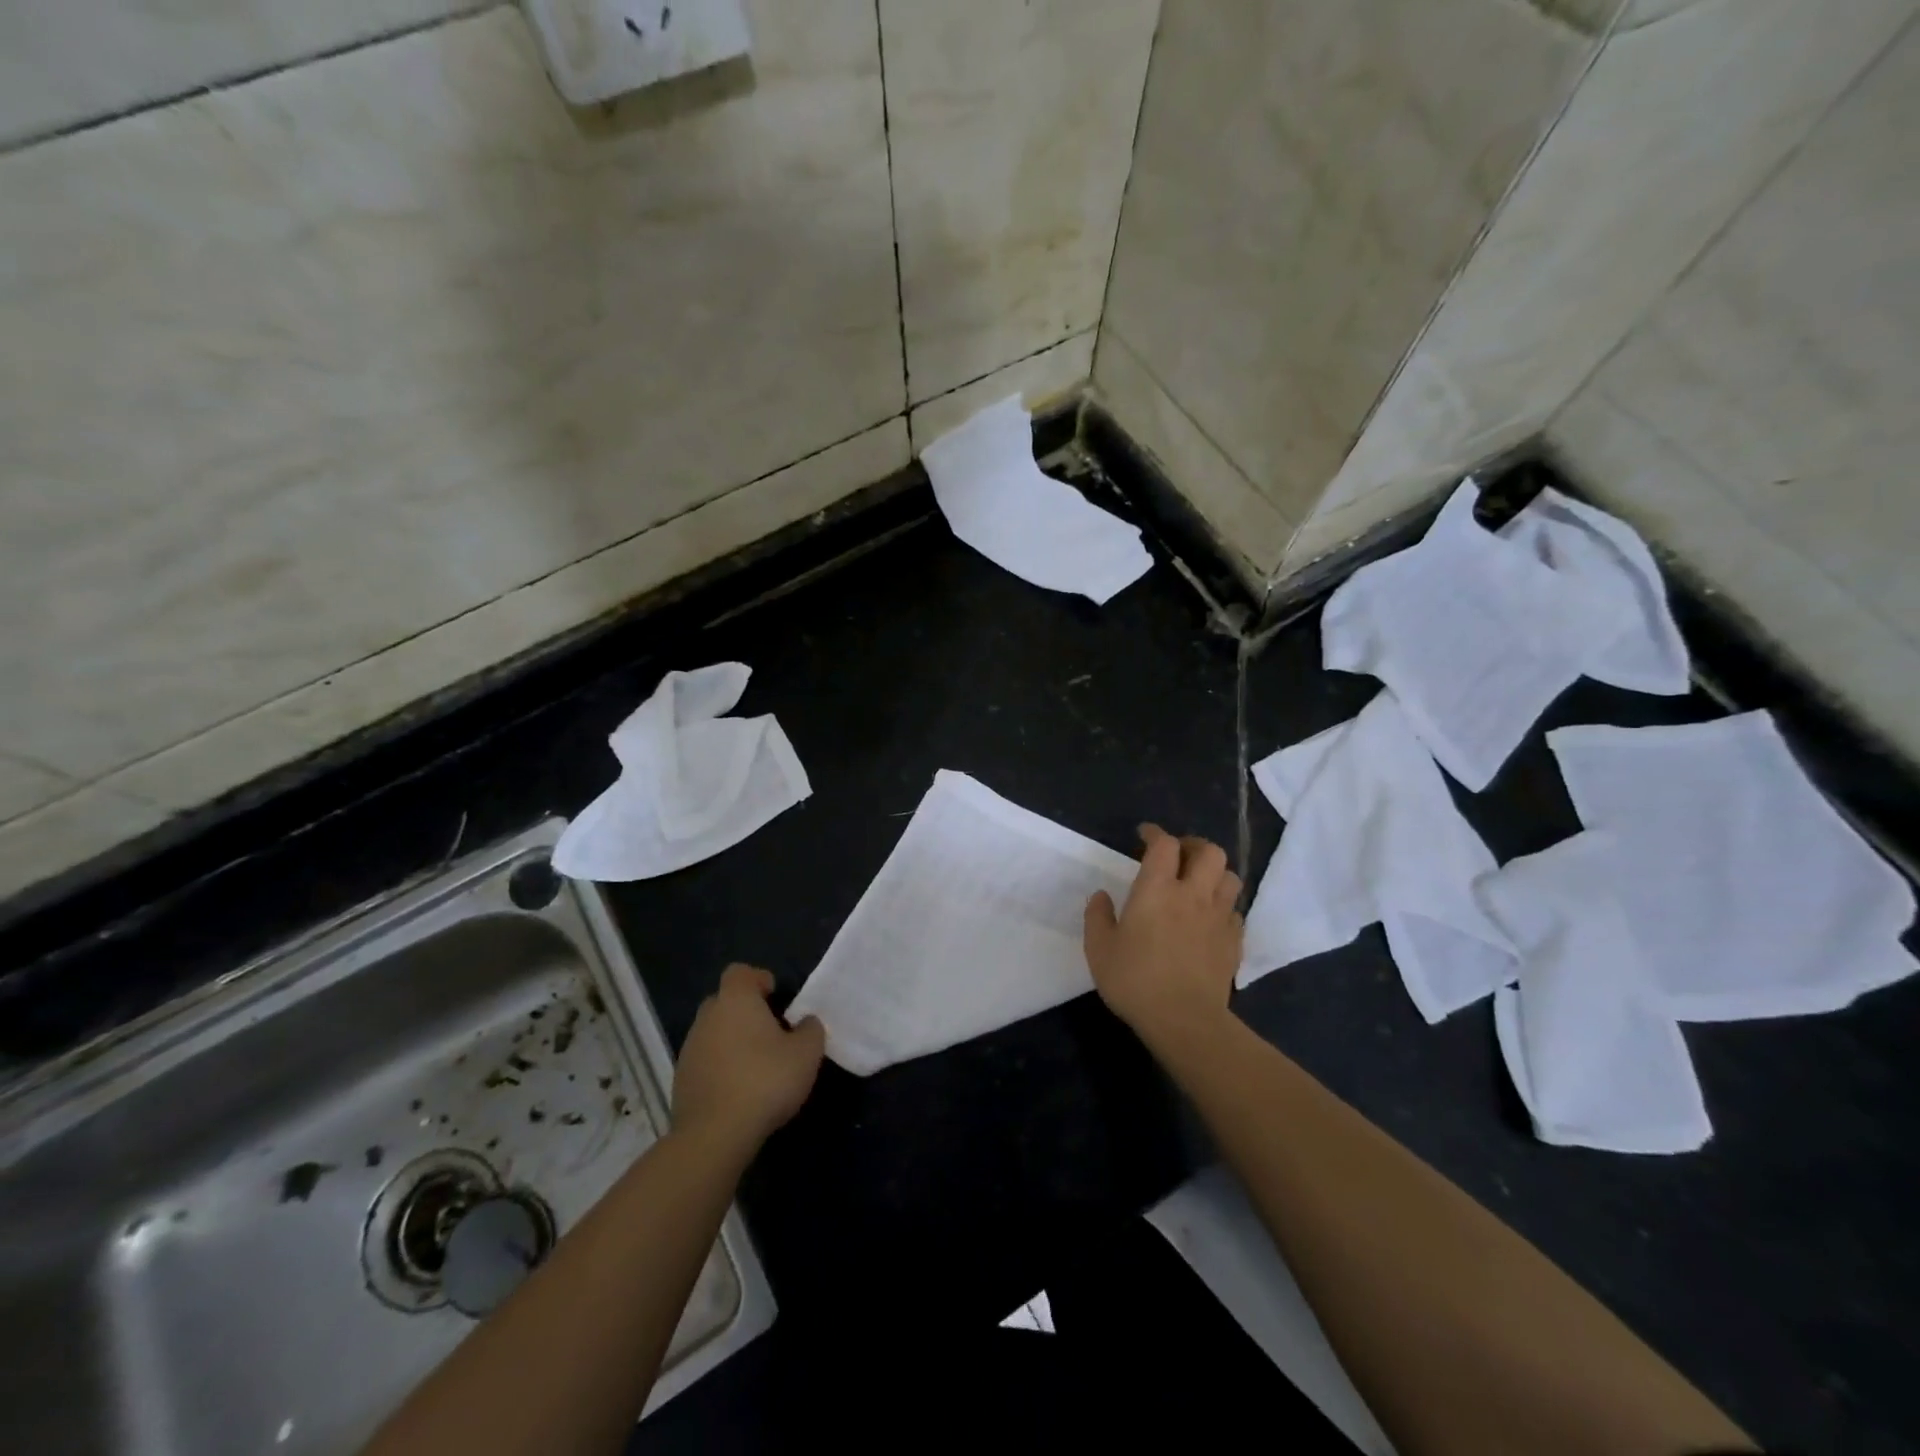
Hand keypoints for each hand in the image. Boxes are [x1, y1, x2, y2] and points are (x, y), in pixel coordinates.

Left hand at [672, 964, 824, 1151]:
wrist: (714, 1135)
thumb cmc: (765, 1081)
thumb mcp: (806, 1054)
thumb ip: (810, 1030)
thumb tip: (806, 1022)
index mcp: (735, 1000)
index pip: (740, 972)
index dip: (759, 979)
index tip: (776, 998)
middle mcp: (707, 1017)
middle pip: (725, 1001)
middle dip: (746, 1011)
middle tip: (770, 1032)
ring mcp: (690, 1049)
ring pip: (714, 1032)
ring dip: (732, 1041)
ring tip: (756, 1065)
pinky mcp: (681, 1080)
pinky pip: (705, 1061)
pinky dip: (720, 1067)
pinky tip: (739, 1090)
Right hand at [1084, 825, 1242, 1051]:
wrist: (1184, 1020)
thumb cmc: (1135, 980)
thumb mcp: (1099, 949)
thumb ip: (1097, 917)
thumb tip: (1101, 896)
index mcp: (1157, 889)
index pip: (1164, 844)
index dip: (1155, 834)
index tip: (1144, 836)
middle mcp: (1192, 894)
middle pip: (1209, 851)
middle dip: (1193, 846)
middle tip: (1178, 856)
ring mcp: (1218, 917)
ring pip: (1230, 877)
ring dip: (1214, 873)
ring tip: (1199, 883)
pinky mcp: (1234, 942)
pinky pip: (1235, 911)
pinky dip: (1224, 906)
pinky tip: (1210, 918)